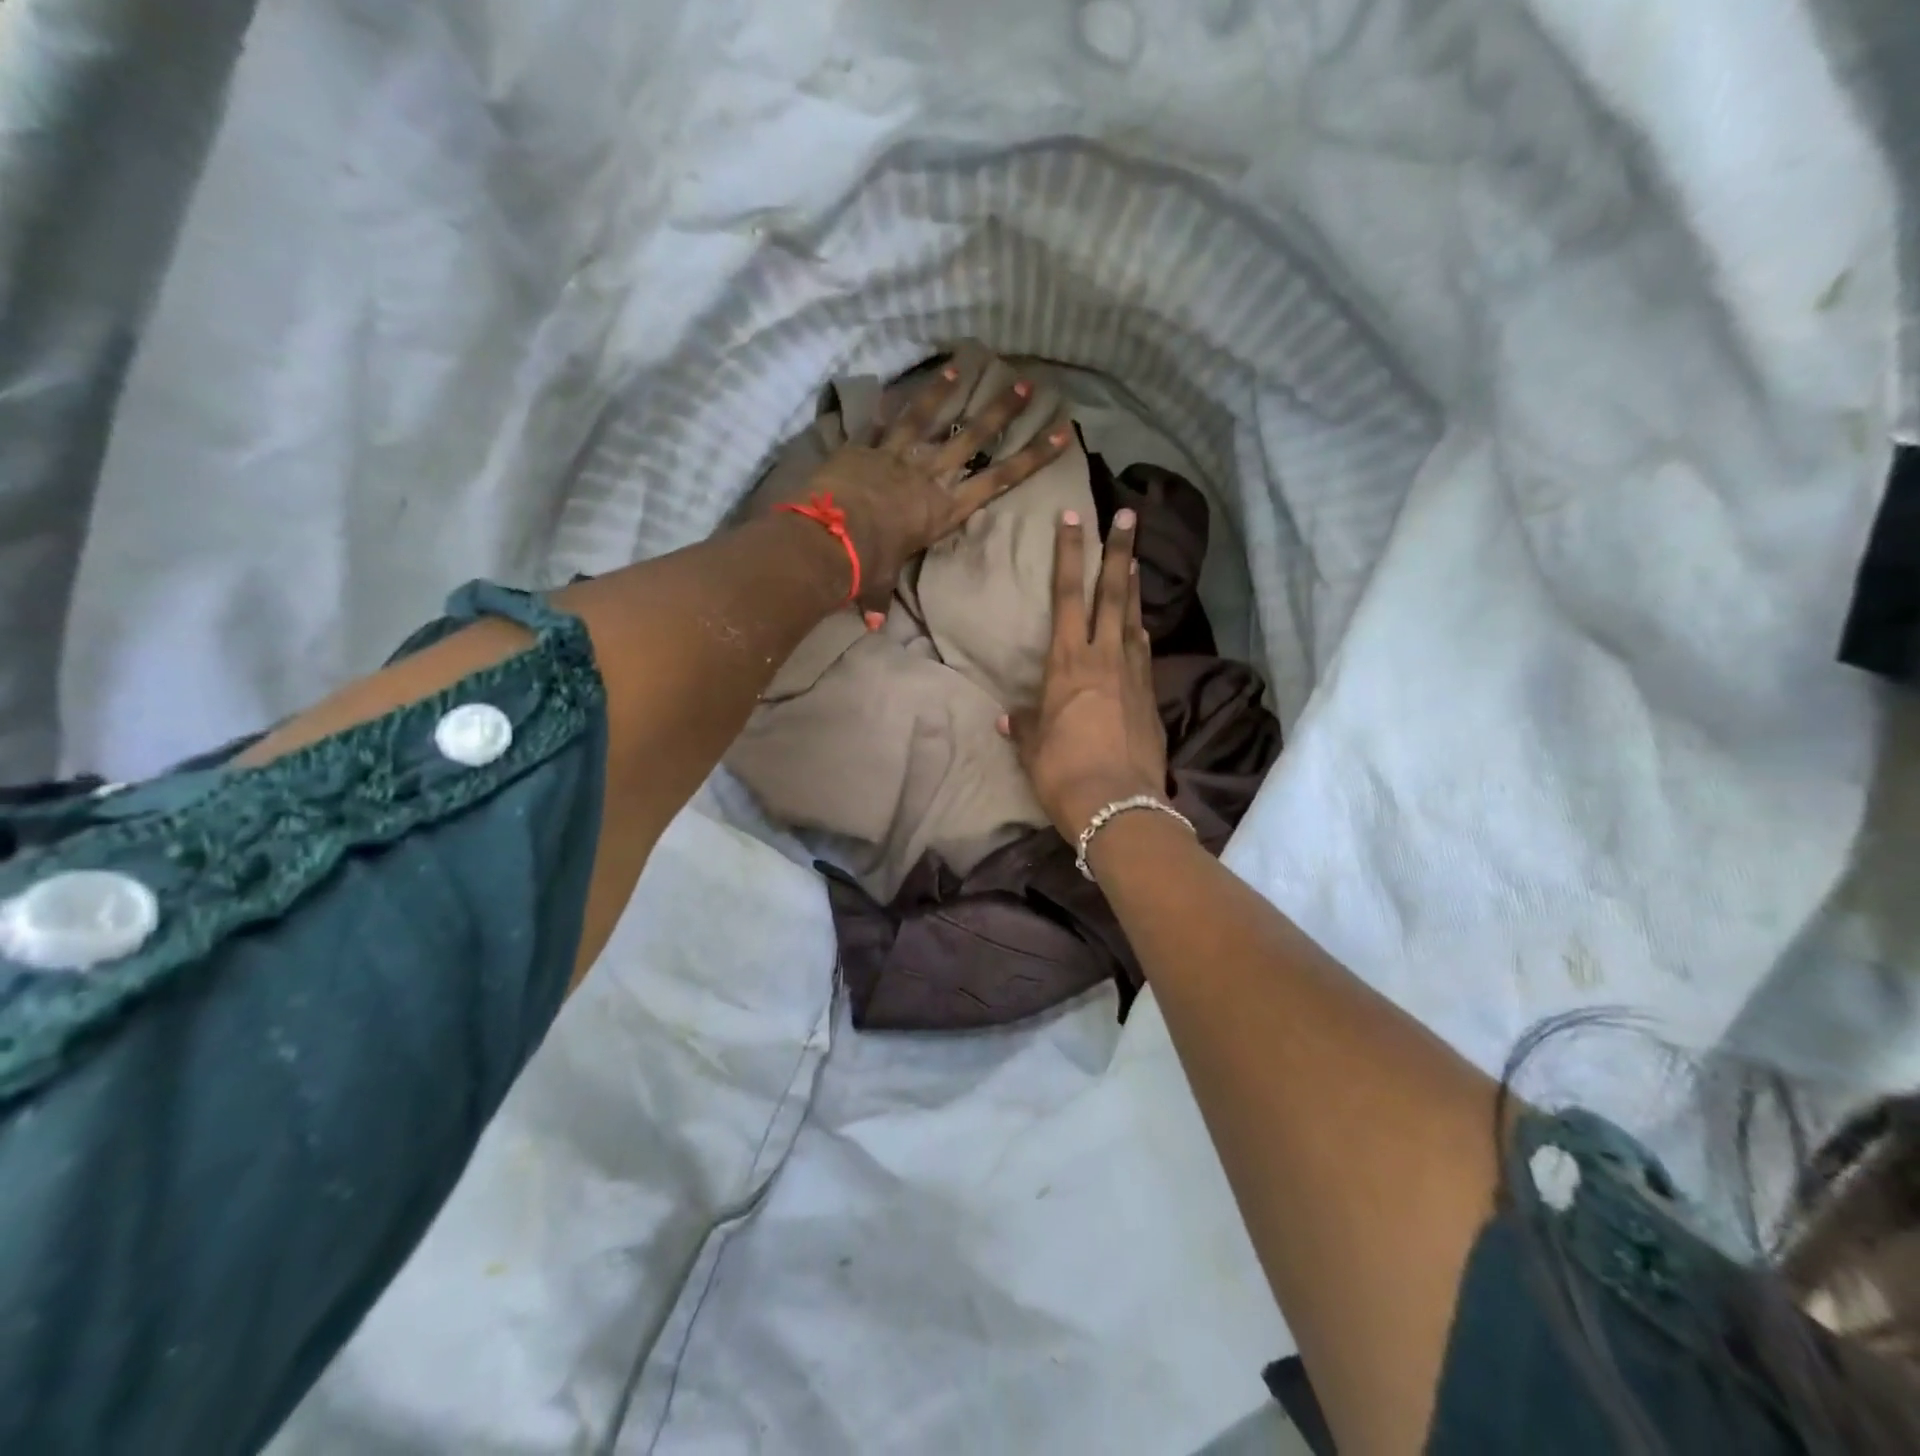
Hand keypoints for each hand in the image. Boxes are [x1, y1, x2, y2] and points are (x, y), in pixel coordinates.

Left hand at [762, 364, 1072, 611]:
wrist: (828, 539)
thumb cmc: (865, 567)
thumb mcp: (878, 584)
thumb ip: (879, 599)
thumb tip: (872, 624)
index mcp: (943, 510)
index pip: (999, 479)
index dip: (1033, 456)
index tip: (1061, 433)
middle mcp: (929, 477)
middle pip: (973, 437)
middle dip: (1002, 411)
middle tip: (1025, 385)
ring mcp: (896, 457)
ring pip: (927, 417)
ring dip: (945, 390)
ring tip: (963, 363)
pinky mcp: (863, 448)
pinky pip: (877, 423)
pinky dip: (883, 407)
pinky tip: (889, 387)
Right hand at [1001, 508, 1168, 838]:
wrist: (1118, 805)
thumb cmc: (1063, 772)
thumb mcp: (1034, 749)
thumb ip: (1026, 726)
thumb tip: (1011, 719)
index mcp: (1067, 662)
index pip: (1067, 595)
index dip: (1070, 554)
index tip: (1074, 518)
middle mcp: (1104, 658)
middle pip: (1111, 593)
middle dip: (1118, 551)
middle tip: (1127, 516)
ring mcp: (1134, 675)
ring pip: (1133, 619)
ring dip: (1133, 587)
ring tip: (1135, 561)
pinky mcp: (1151, 698)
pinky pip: (1144, 654)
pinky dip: (1140, 635)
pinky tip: (1140, 629)